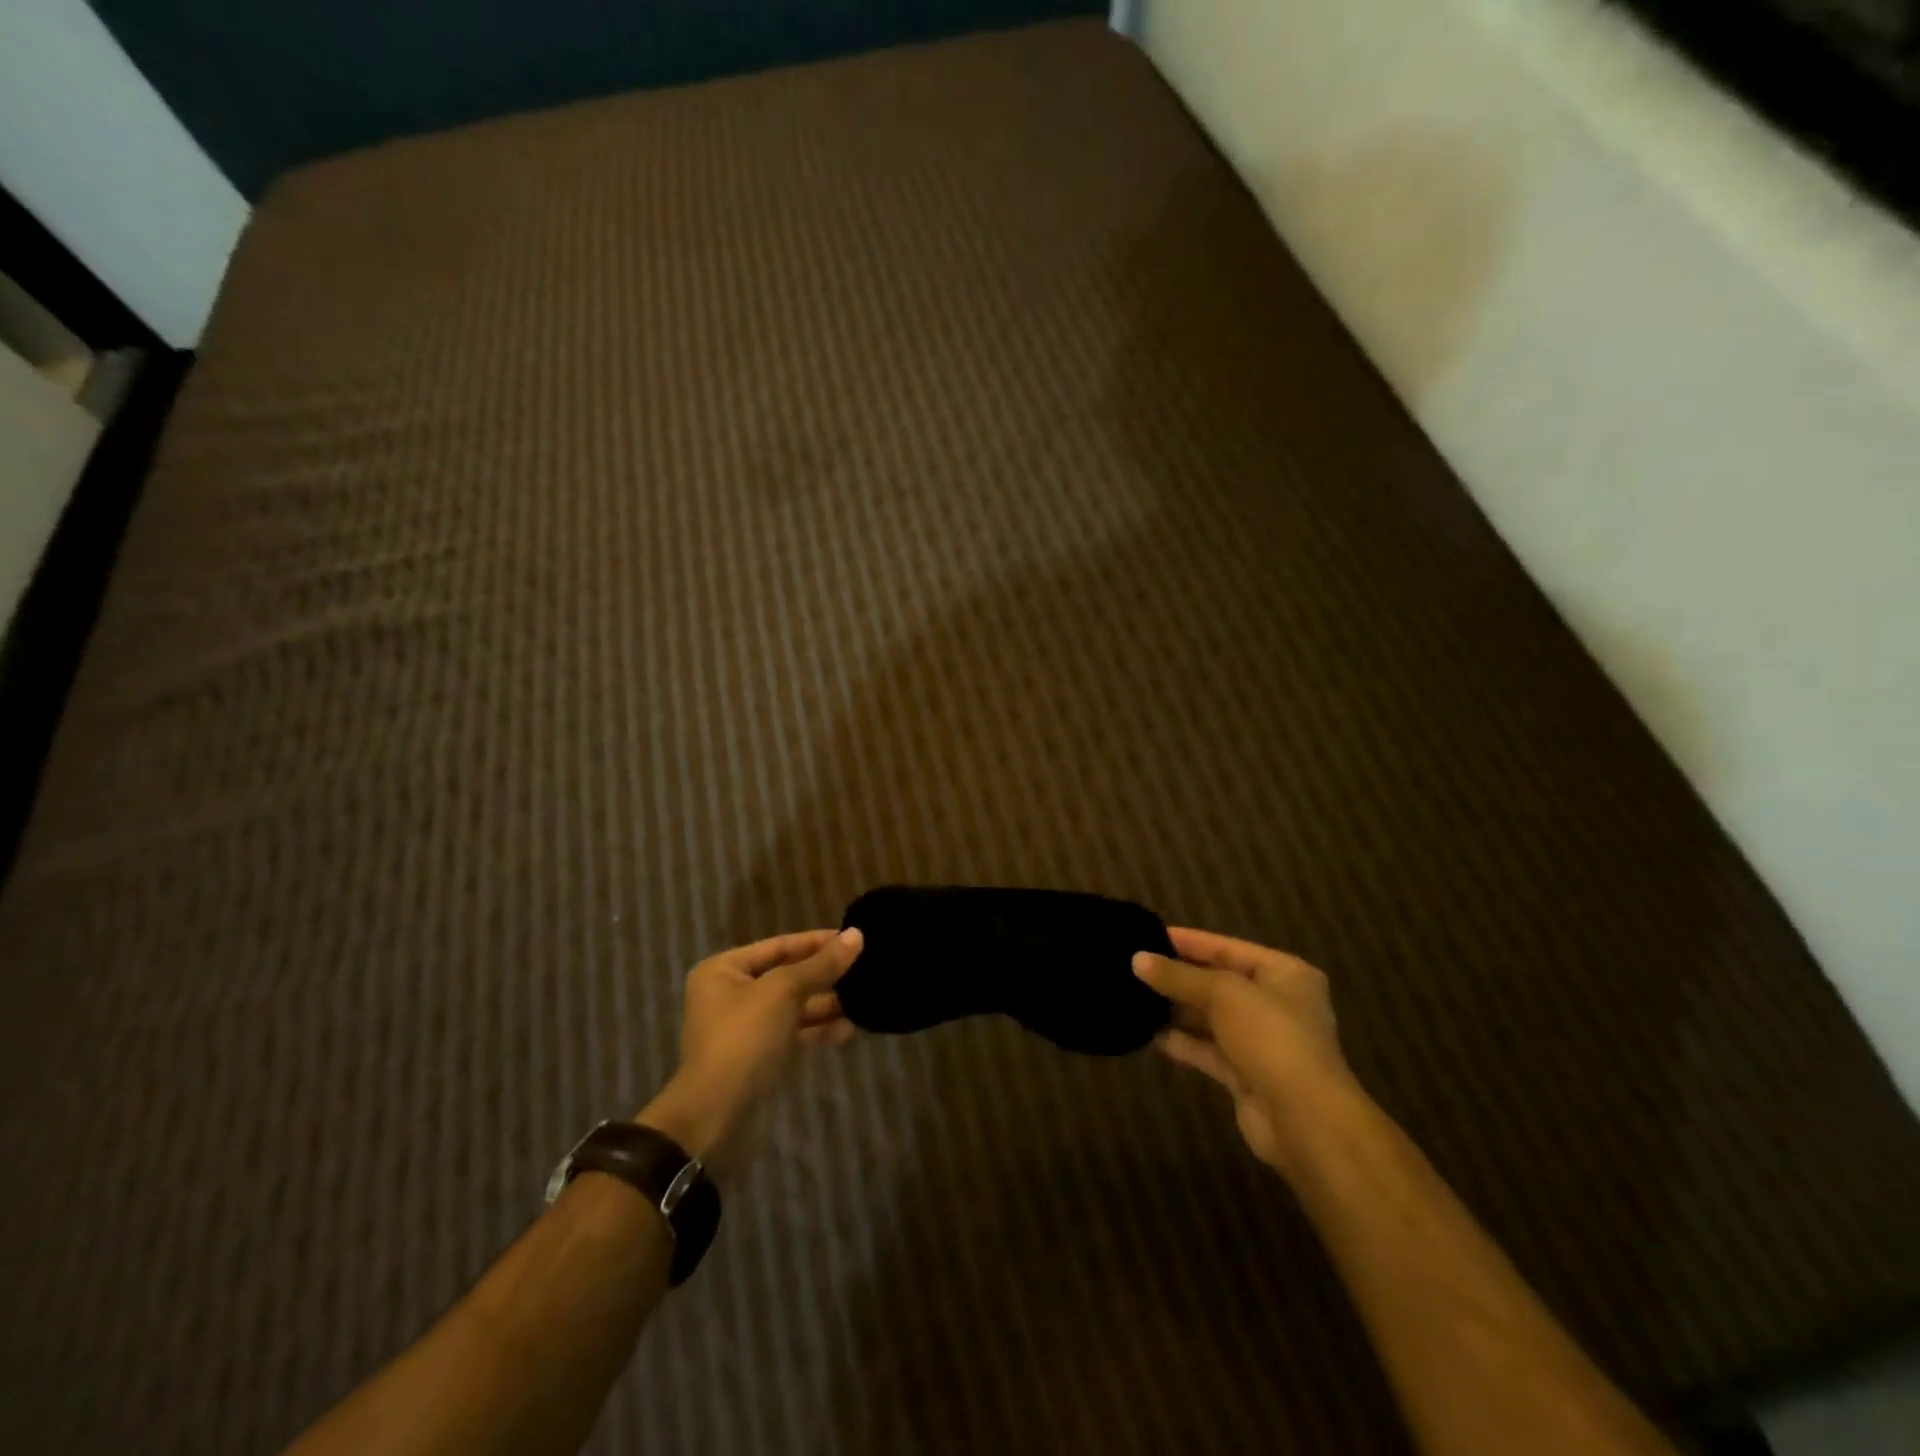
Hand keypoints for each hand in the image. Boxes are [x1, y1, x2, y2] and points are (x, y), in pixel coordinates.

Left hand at [637, 928, 863, 1181]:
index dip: (817, 941)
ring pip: (794, 1007)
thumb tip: (857, 935)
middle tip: (866, 968)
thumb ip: (821, 964)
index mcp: (724, 970)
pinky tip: (850, 1028)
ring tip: (865, 999)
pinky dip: (819, 1029)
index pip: (779, 945)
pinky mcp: (759, 1056)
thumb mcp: (784, 992)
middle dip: (825, 975)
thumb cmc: (744, 1038)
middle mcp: (731, 994)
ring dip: (827, 1003)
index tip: (854, 938)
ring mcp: (745, 1028)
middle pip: (788, 975)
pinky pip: (794, 1033)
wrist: (716, 1116)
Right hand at [1133, 928, 1355, 1179]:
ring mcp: (1261, 1042)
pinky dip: (1182, 1041)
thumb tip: (1137, 959)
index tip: (1149, 935)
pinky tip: (1150, 1033)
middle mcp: (1277, 1004)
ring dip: (1177, 1010)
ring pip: (1211, 1018)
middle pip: (1219, 982)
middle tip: (1135, 966)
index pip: (1228, 947)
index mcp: (1285, 974)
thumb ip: (1179, 976)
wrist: (1304, 1120)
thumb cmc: (1271, 1037)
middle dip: (1180, 977)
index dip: (1190, 942)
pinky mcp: (1246, 1075)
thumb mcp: (1223, 994)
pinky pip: (1208, 1050)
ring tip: (1135, 996)